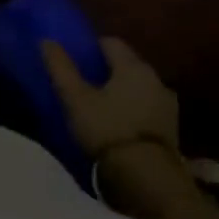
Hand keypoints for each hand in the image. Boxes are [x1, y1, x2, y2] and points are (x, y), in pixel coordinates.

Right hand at [41, 36, 179, 161]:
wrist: (146, 177)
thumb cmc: (107, 127)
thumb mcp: (74, 96)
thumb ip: (60, 67)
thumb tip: (47, 41)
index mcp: (134, 67)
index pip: (111, 42)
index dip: (91, 46)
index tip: (75, 58)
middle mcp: (156, 80)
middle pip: (127, 64)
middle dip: (107, 69)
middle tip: (83, 81)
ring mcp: (168, 105)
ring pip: (138, 87)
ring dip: (121, 90)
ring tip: (99, 103)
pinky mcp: (171, 128)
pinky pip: (146, 107)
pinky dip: (132, 108)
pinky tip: (117, 122)